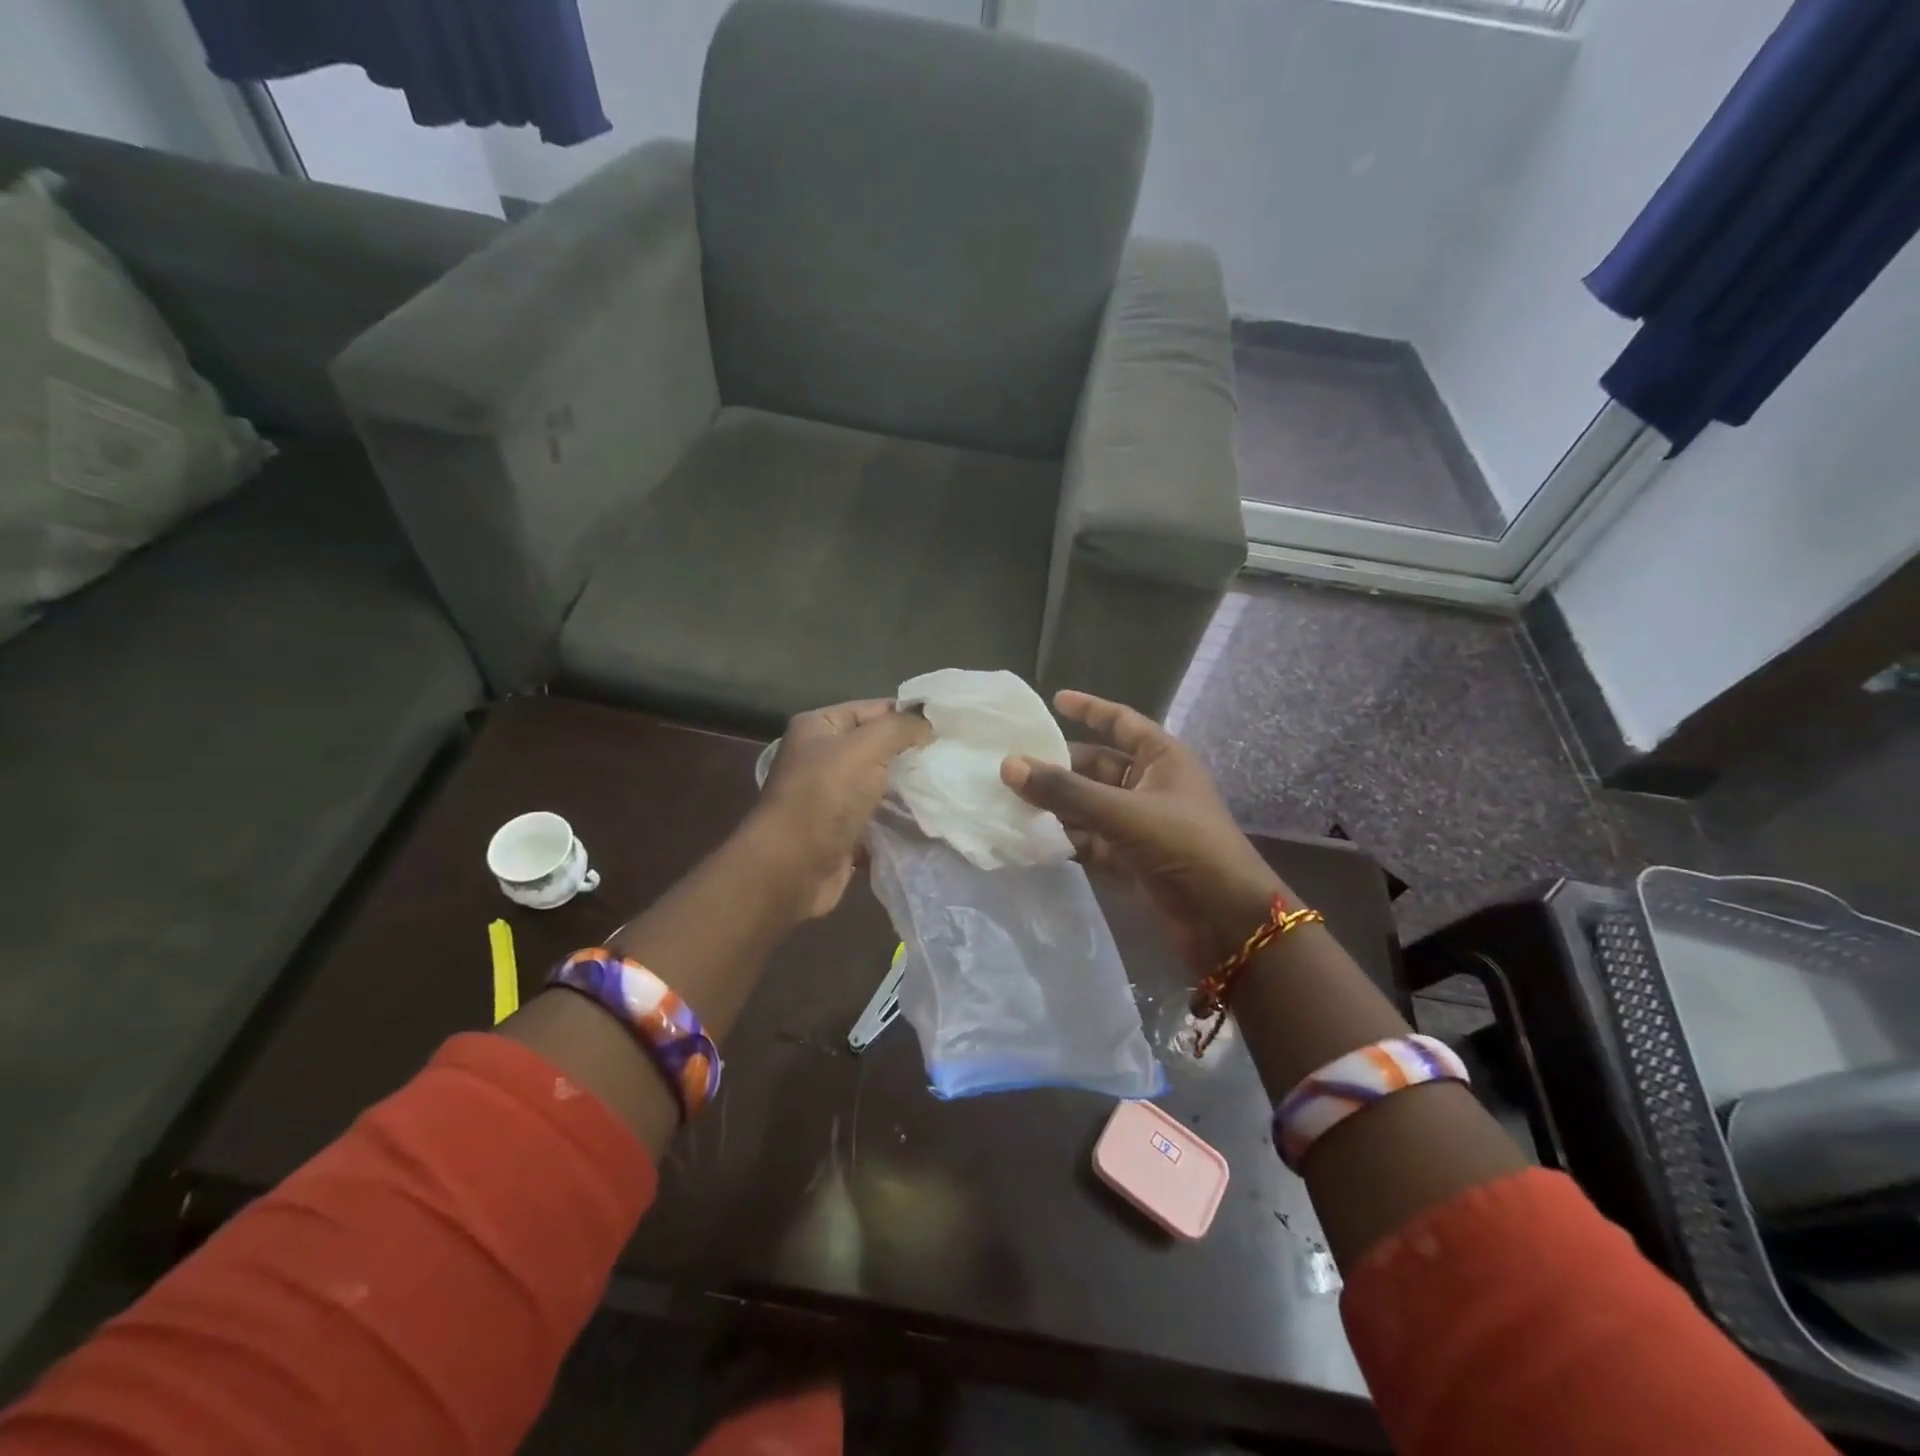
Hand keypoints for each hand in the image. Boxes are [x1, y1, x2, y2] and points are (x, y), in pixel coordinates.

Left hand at [754, 699, 930, 917]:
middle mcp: (821, 757)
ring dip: (907, 787)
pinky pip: (877, 816)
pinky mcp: (841, 830)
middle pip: (876, 746)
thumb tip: (927, 723)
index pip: (873, 708)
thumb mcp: (865, 748)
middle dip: (911, 752)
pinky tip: (928, 816)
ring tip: (945, 784)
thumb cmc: (825, 797)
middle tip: (951, 755)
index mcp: (818, 727)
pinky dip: (898, 818)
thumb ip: (899, 728)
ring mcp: (830, 796)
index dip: (909, 715)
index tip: (948, 725)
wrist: (792, 867)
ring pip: (879, 783)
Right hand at [1000, 690, 1285, 972]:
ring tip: (1010, 801)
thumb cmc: (1185, 846)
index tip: (1053, 700)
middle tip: (1012, 765)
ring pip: (1090, 805)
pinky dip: (1066, 838)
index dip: (1090, 709)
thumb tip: (1008, 765)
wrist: (1226, 919)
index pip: (1121, 722)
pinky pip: (1091, 840)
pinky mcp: (1132, 859)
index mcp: (1162, 758)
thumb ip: (1066, 791)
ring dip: (1057, 806)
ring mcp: (1141, 824)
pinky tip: (1031, 838)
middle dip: (1059, 767)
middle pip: (1097, 767)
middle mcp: (1151, 785)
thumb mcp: (1123, 812)